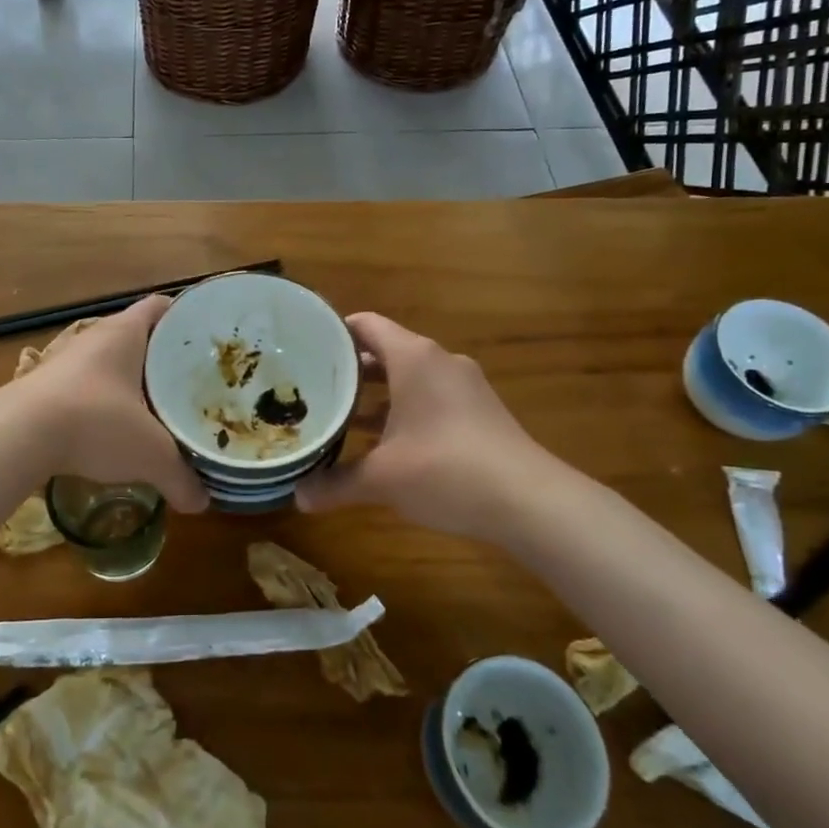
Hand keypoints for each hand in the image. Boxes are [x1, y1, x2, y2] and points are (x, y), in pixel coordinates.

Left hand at [9, 297, 208, 512]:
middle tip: (190, 381)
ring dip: (129, 382)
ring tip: (156, 408)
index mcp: (125, 333)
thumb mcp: (151, 454)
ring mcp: (63, 362)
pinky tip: (112, 430)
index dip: (185, 317)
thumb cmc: (96, 423)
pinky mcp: (42, 389)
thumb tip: (202, 503)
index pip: (161, 307)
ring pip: (107, 363)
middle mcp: (94, 338)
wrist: (17, 436)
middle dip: (162, 357)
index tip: (206, 338)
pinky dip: (101, 403)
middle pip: (136, 336)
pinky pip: (83, 388)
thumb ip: (181, 477)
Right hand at [295, 312, 554, 537]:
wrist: (530, 503)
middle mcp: (439, 362)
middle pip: (385, 352)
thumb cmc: (445, 470)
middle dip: (349, 370)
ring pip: (408, 378)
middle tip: (310, 386)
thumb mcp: (382, 478)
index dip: (333, 332)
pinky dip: (402, 411)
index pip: (366, 325)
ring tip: (339, 414)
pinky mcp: (479, 413)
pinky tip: (383, 442)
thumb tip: (298, 497)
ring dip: (376, 395)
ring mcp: (464, 387)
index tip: (302, 347)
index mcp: (414, 358)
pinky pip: (429, 399)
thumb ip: (336, 483)